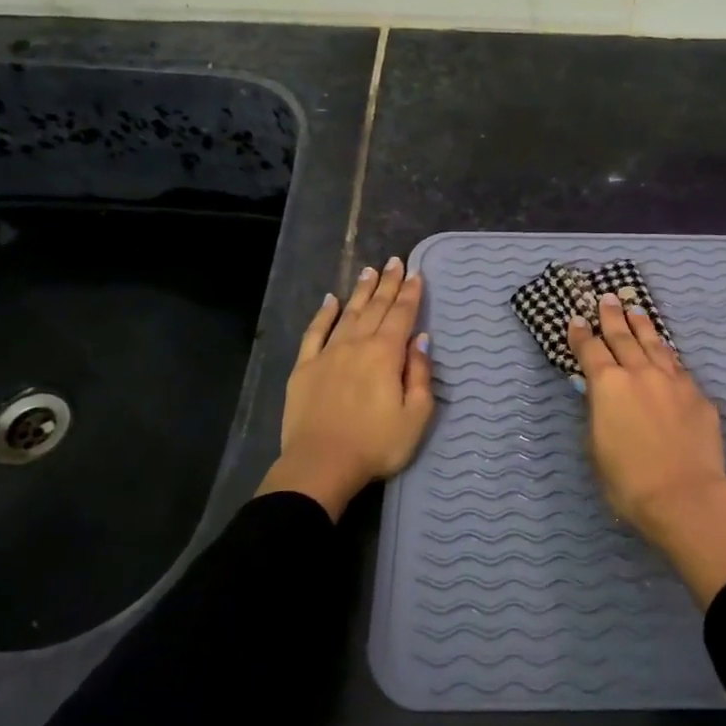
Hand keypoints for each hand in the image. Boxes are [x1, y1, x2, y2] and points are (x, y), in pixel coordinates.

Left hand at [258, 257, 433, 519]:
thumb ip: (420, 375)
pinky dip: (323, 314)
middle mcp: (357, 345)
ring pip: (347, 314)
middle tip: (394, 261)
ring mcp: (327, 354)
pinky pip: (315, 332)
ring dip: (360, 292)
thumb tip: (421, 340)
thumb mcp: (415, 416)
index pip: (401, 315)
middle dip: (387, 284)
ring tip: (369, 271)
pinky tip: (330, 300)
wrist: (321, 464)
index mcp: (386, 355)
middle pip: (375, 308)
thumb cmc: (376, 444)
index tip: (415, 273)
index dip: (410, 294)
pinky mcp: (304, 368)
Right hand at [569, 294, 725, 603]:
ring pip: (654, 344)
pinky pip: (678, 366)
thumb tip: (597, 394)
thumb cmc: (628, 480)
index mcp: (608, 385)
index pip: (589, 350)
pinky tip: (666, 351)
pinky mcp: (698, 395)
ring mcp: (673, 381)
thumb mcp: (596, 446)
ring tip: (636, 310)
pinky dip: (667, 353)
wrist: (684, 495)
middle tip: (607, 298)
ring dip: (642, 326)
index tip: (575, 319)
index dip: (580, 334)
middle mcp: (640, 373)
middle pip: (623, 337)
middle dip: (612, 317)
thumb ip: (597, 413)